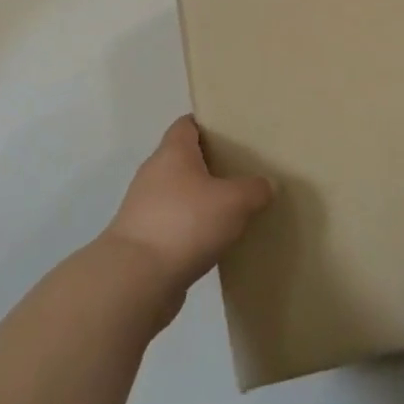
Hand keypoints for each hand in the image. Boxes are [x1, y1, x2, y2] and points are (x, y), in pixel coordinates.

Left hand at [103, 117, 273, 307]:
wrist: (136, 280)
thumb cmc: (185, 223)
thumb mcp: (234, 202)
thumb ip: (255, 189)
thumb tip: (266, 185)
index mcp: (173, 153)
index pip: (187, 124)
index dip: (209, 124)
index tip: (234, 132)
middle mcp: (154, 174)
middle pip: (184, 159)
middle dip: (211, 164)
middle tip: (243, 171)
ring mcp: (145, 208)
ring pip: (180, 194)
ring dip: (202, 200)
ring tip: (234, 208)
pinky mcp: (145, 240)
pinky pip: (175, 224)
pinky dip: (193, 229)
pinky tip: (216, 240)